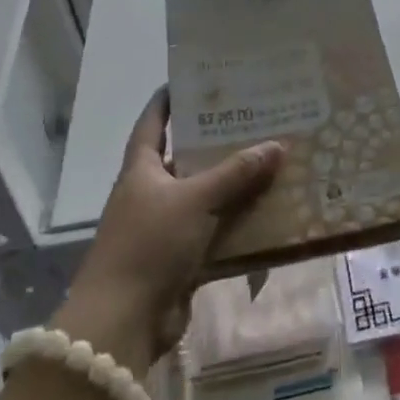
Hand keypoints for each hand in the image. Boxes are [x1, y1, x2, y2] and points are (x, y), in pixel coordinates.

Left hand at [52, 88, 282, 372]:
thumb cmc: (149, 245)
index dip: (170, 98)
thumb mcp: (195, 199)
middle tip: (256, 115)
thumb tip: (277, 144)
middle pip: (187, 157)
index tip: (195, 76)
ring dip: (235, 183)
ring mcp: (166, 227)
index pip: (154, 122)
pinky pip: (216, 231)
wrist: (123, 323)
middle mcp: (152, 192)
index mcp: (142, 169)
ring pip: (207, 195)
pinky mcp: (181, 259)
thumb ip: (236, 173)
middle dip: (218, 139)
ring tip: (273, 157)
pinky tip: (271, 209)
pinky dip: (239, 222)